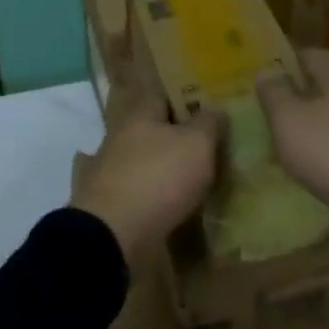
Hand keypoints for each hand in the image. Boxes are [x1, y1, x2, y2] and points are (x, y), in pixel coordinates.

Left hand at [73, 73, 218, 269]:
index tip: (211, 109)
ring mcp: (114, 170)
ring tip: (203, 178)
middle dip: (181, 136)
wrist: (113, 233)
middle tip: (214, 147)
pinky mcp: (114, 201)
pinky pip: (144, 190)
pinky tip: (181, 204)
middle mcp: (122, 136)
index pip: (163, 95)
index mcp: (139, 114)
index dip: (187, 98)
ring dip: (170, 168)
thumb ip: (208, 124)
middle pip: (156, 129)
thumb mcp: (196, 145)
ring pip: (149, 160)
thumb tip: (215, 108)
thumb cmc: (158, 177)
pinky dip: (161, 195)